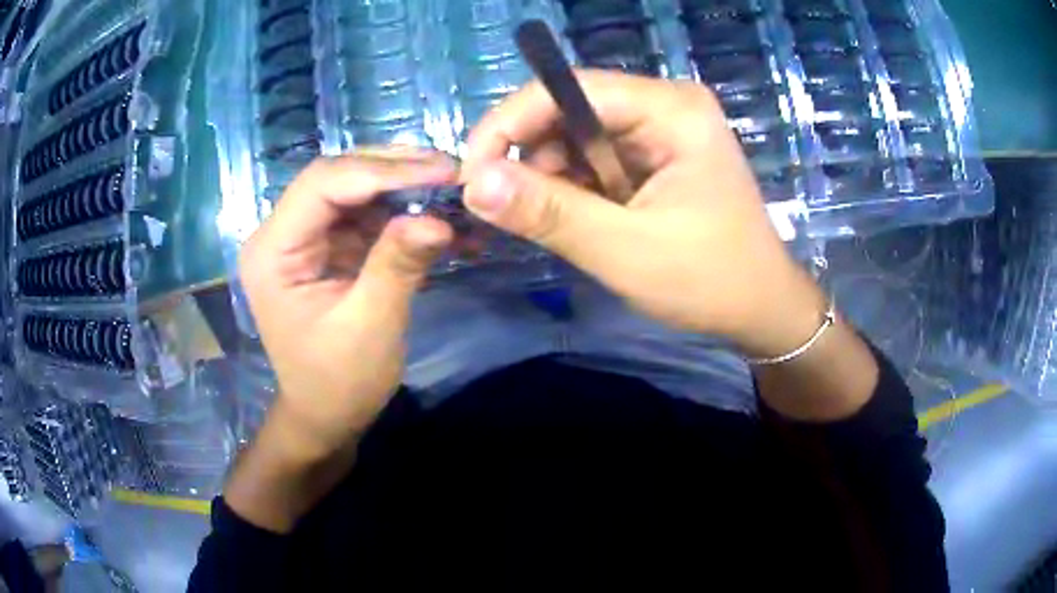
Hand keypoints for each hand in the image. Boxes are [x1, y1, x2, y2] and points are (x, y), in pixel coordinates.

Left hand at [239, 149, 456, 459]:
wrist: (327, 416)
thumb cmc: (338, 383)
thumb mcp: (369, 328)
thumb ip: (397, 266)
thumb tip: (438, 217)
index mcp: (273, 250)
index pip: (323, 184)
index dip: (384, 170)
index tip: (444, 171)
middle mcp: (282, 232)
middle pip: (339, 177)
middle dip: (398, 171)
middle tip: (455, 174)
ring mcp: (306, 237)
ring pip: (358, 189)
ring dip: (408, 188)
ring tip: (456, 193)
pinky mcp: (330, 247)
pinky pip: (369, 215)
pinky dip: (407, 213)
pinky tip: (443, 221)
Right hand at [461, 70, 825, 357]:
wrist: (761, 311)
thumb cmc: (709, 281)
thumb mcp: (625, 250)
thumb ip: (549, 212)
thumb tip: (473, 184)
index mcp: (671, 109)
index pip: (568, 88)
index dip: (509, 124)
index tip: (472, 176)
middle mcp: (665, 105)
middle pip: (569, 108)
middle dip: (532, 157)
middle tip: (512, 210)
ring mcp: (662, 129)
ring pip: (575, 135)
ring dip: (553, 178)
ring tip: (563, 224)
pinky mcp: (655, 155)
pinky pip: (593, 157)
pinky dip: (574, 188)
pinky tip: (584, 220)